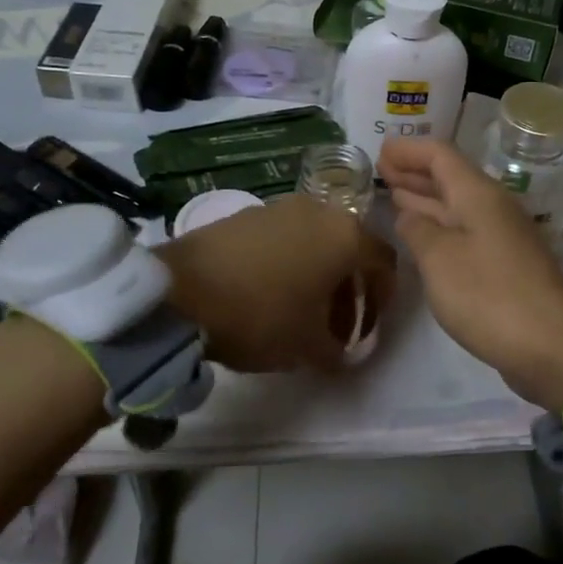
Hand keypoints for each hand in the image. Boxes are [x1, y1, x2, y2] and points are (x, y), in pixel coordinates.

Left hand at [155, 196, 395, 372]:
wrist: (178, 292)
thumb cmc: (260, 315)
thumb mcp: (307, 346)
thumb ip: (337, 352)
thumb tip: (342, 355)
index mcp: (345, 236)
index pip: (385, 262)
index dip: (384, 297)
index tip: (371, 327)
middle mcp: (319, 211)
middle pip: (349, 250)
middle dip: (350, 290)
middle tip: (337, 327)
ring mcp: (279, 208)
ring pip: (316, 242)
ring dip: (319, 277)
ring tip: (302, 313)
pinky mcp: (246, 214)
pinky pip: (284, 238)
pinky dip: (289, 264)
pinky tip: (268, 295)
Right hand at [380, 138, 562, 410]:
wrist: (550, 346)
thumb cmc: (488, 295)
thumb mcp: (439, 259)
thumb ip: (418, 230)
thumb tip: (409, 214)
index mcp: (479, 195)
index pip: (441, 155)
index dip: (409, 150)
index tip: (380, 150)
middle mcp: (493, 208)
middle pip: (451, 177)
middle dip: (415, 172)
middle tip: (381, 170)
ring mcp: (502, 237)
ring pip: (457, 206)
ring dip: (426, 199)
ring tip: (394, 195)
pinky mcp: (505, 266)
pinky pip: (465, 231)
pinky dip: (440, 227)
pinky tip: (422, 237)